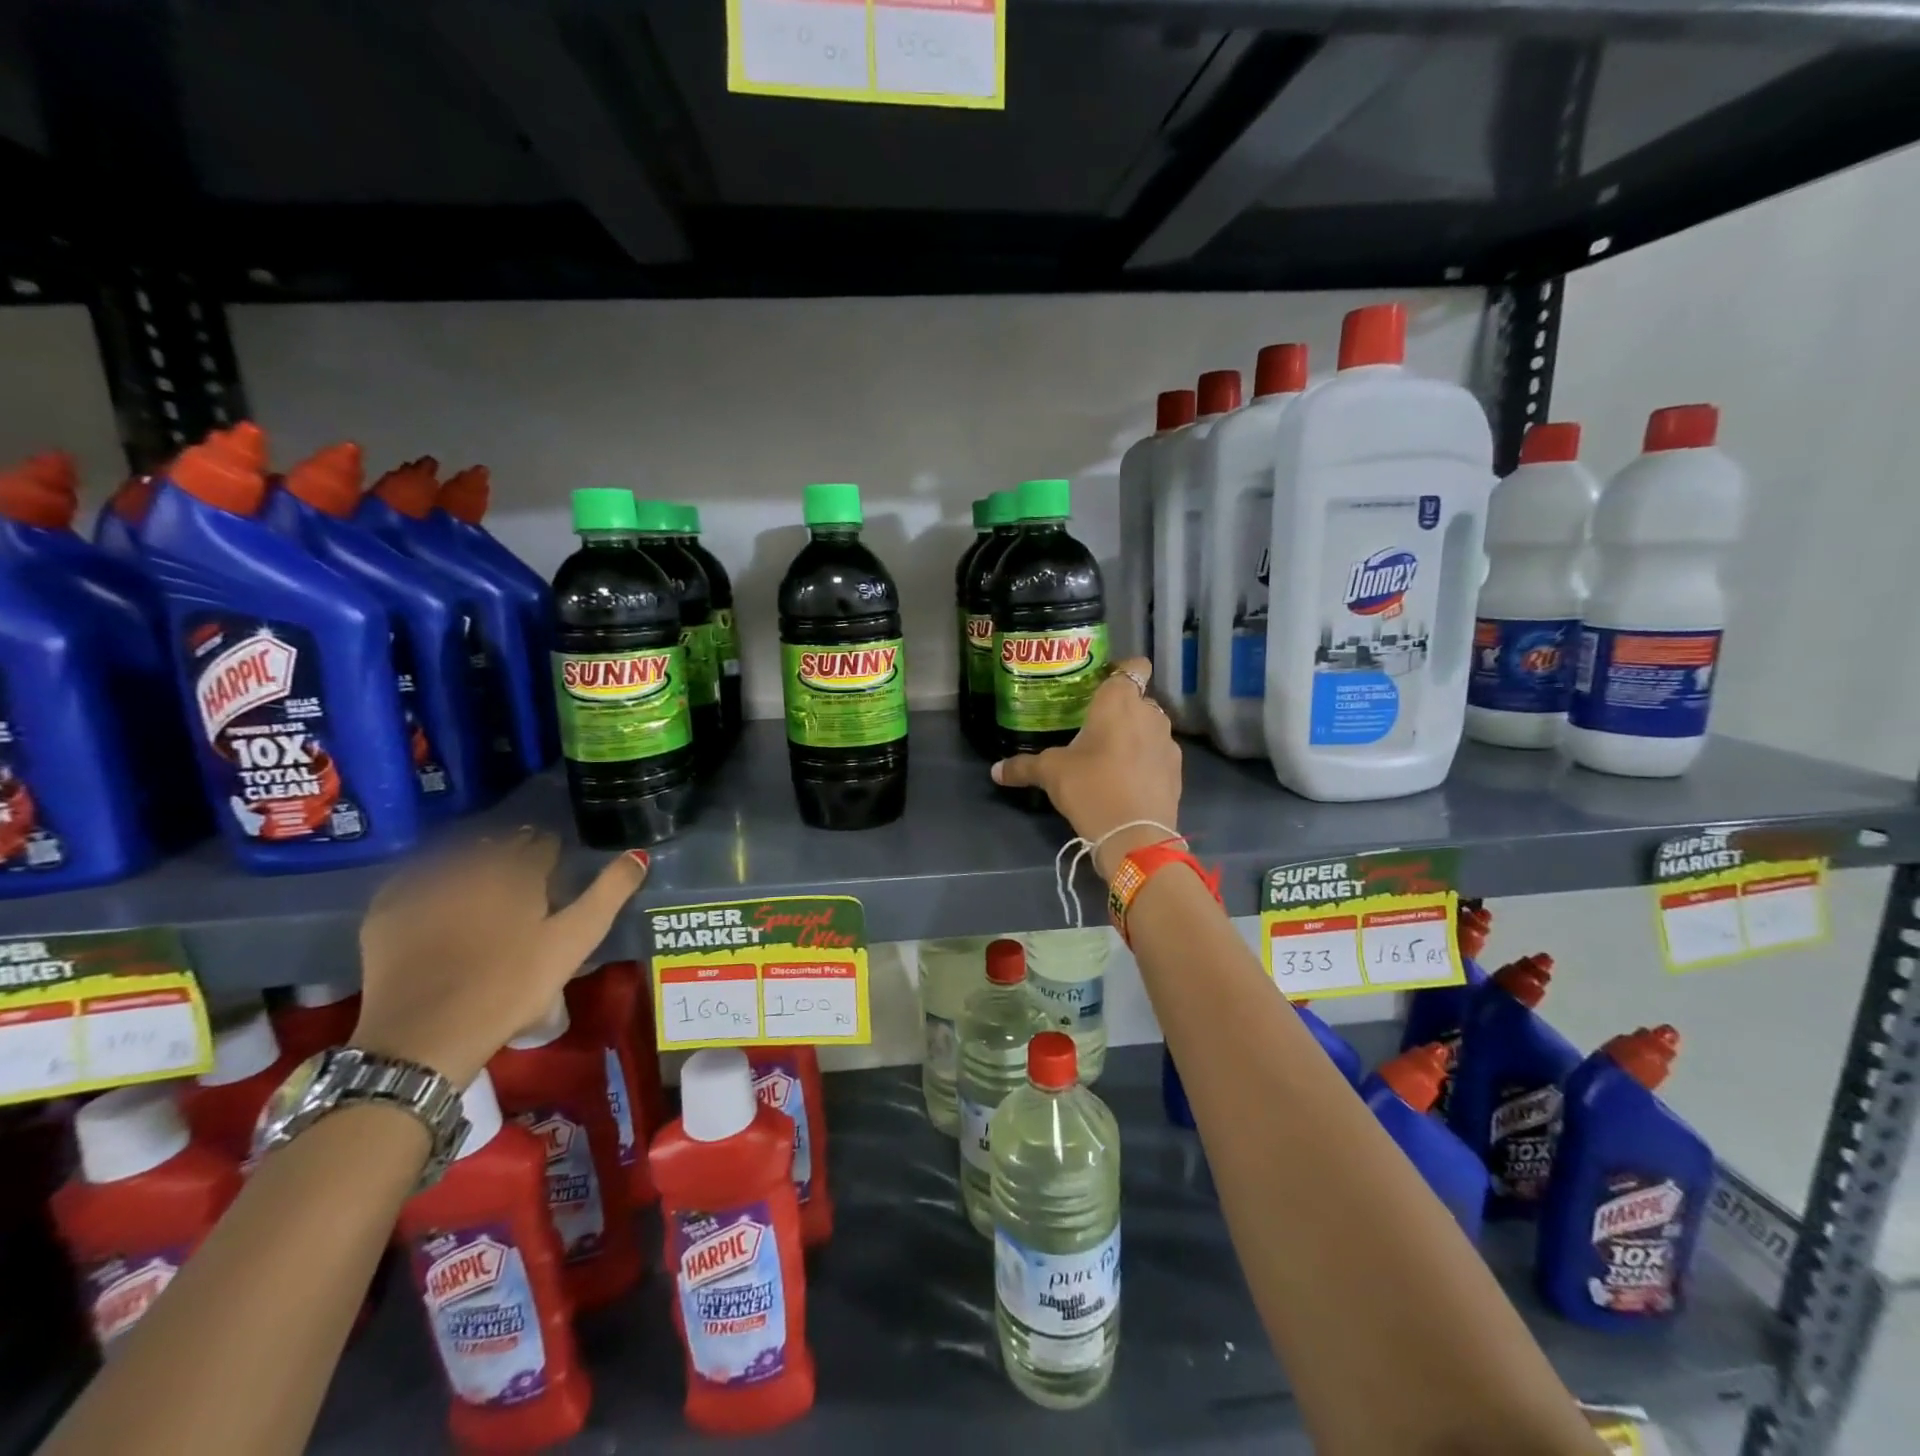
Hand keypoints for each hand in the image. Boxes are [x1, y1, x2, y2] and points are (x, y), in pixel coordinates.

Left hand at [351, 833, 648, 1084]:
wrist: (424, 1036)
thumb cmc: (512, 986)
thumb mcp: (574, 942)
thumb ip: (609, 894)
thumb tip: (638, 854)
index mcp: (517, 871)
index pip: (541, 844)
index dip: (552, 852)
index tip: (556, 866)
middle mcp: (469, 865)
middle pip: (498, 845)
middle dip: (514, 851)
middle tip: (523, 873)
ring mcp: (423, 886)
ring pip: (456, 856)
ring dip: (473, 860)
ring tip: (483, 881)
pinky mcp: (387, 911)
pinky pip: (413, 879)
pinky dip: (429, 879)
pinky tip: (436, 895)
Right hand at [991, 656, 1182, 877]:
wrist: (1135, 836)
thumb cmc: (1091, 788)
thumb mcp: (1050, 774)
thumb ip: (1023, 766)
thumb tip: (995, 770)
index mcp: (1119, 701)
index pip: (1134, 666)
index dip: (1122, 671)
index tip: (1101, 687)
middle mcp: (1150, 713)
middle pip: (1138, 699)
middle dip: (1120, 709)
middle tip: (1093, 728)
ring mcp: (1168, 742)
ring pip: (1150, 727)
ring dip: (1134, 735)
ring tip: (1109, 757)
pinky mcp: (1177, 770)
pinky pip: (1158, 754)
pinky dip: (1145, 761)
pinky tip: (1125, 781)